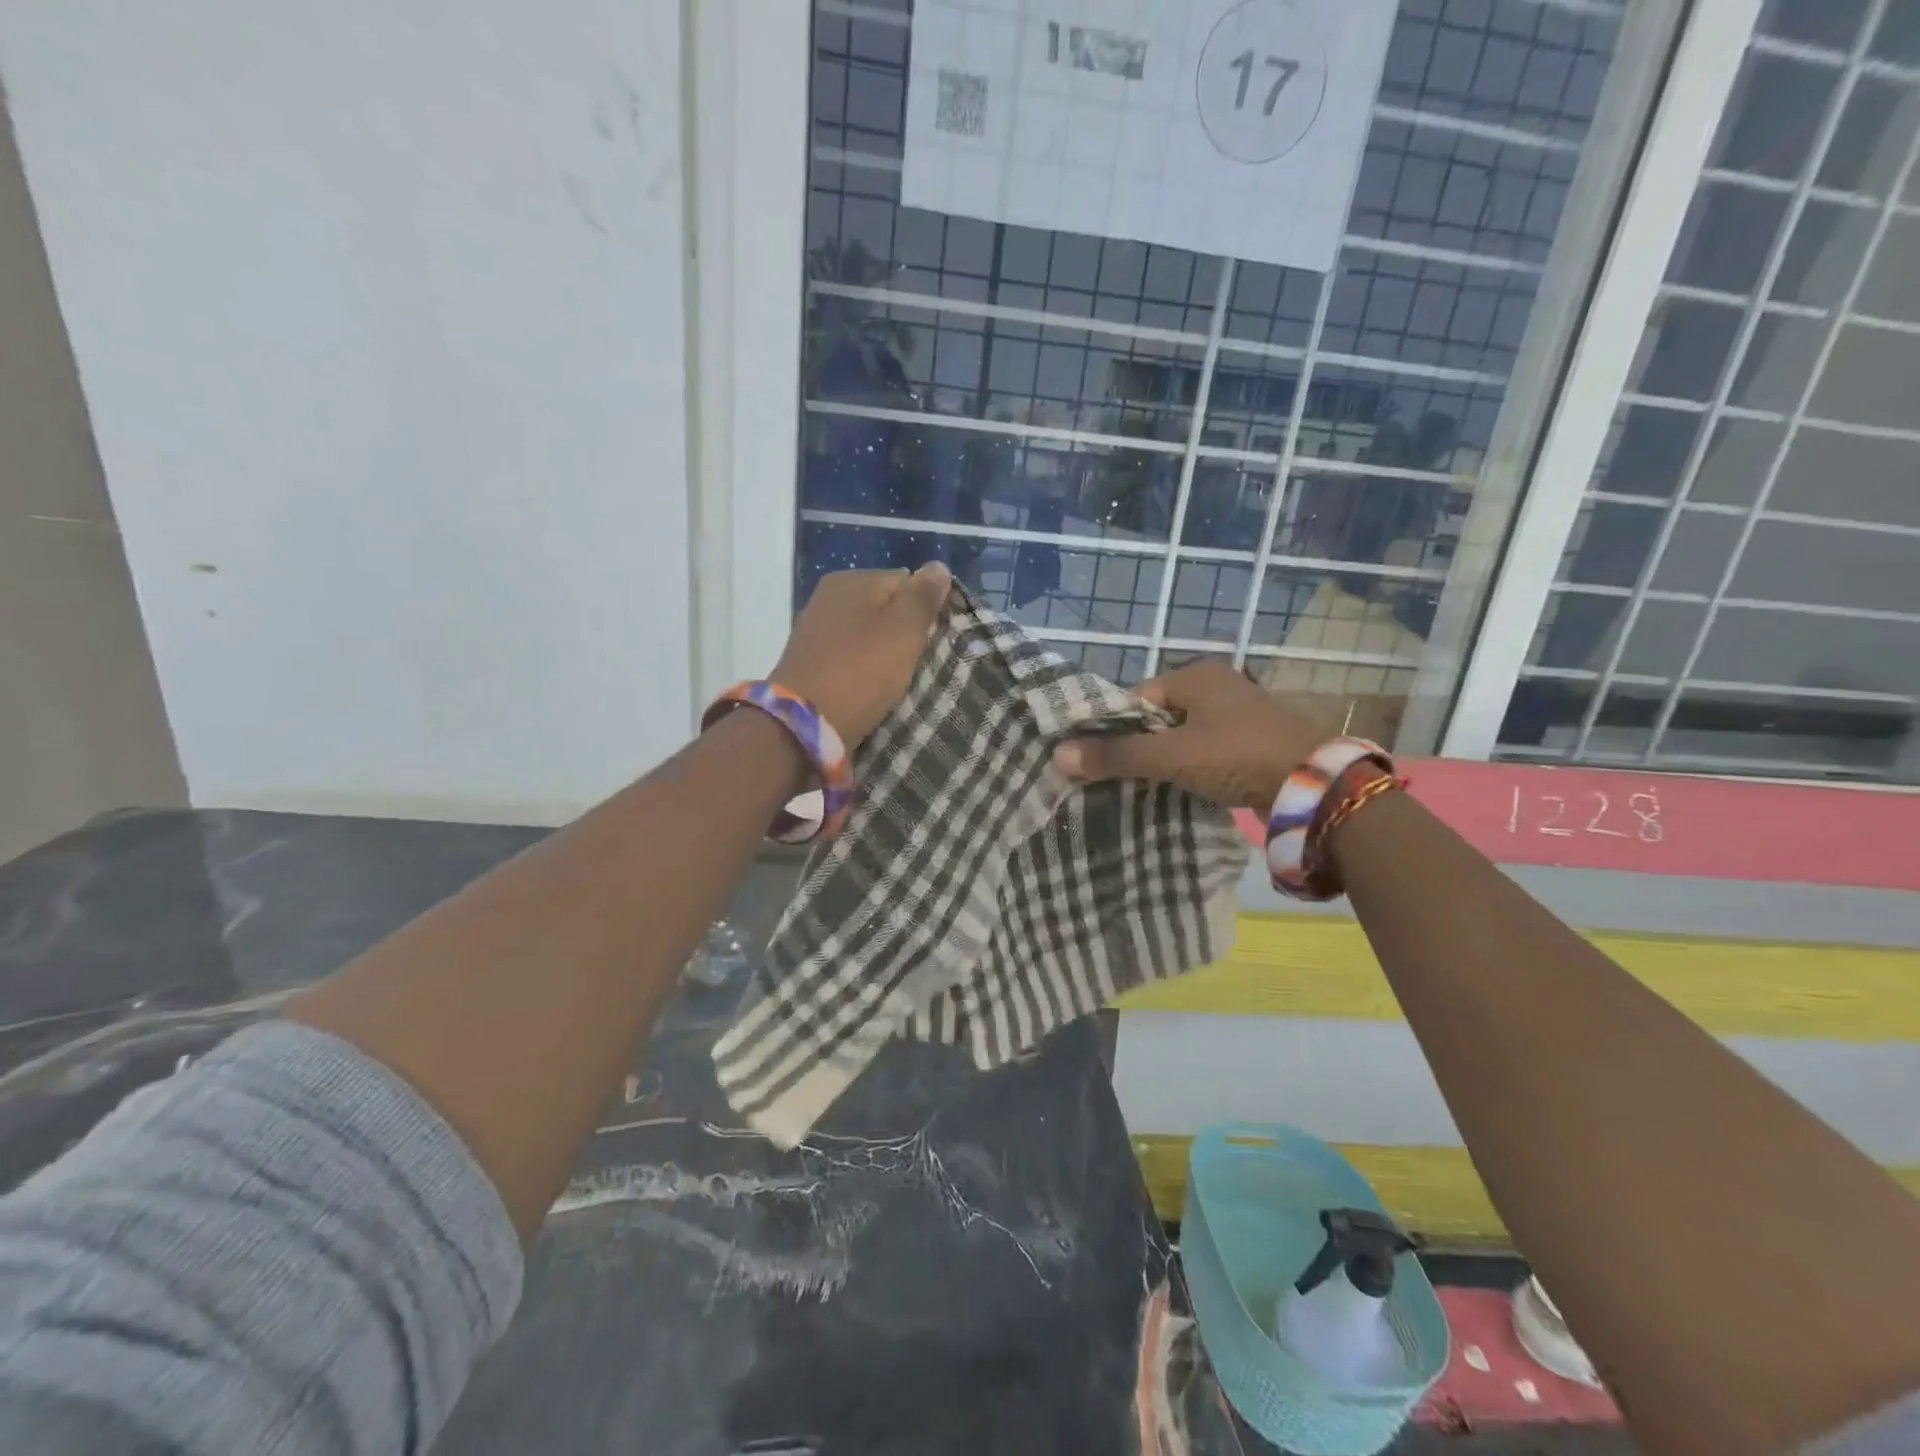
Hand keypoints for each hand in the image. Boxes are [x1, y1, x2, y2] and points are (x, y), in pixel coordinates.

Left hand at [772, 564, 952, 744]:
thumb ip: (923, 597)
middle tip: (920, 663)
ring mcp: (816, 630)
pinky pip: (851, 657)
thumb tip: (938, 567)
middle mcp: (829, 597)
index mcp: (852, 580)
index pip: (907, 582)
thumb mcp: (903, 631)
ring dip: (886, 655)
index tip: (935, 641)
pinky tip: (873, 689)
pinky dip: (865, 670)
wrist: (803, 726)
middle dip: (905, 634)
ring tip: (899, 681)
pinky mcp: (811, 662)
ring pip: (869, 635)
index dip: (926, 610)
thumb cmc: (860, 672)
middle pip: (886, 609)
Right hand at [1050, 660, 1323, 810]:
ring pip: (1184, 735)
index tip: (1105, 760)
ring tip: (1148, 786)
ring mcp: (1239, 712)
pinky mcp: (1253, 740)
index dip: (1117, 728)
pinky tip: (1184, 788)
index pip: (1138, 697)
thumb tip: (1058, 756)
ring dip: (1167, 759)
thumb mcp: (1170, 756)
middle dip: (1141, 745)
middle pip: (1159, 716)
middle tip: (1123, 777)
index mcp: (1197, 674)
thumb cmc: (1236, 756)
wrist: (1315, 785)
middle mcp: (1218, 685)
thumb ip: (1116, 755)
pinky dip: (1193, 766)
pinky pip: (1207, 749)